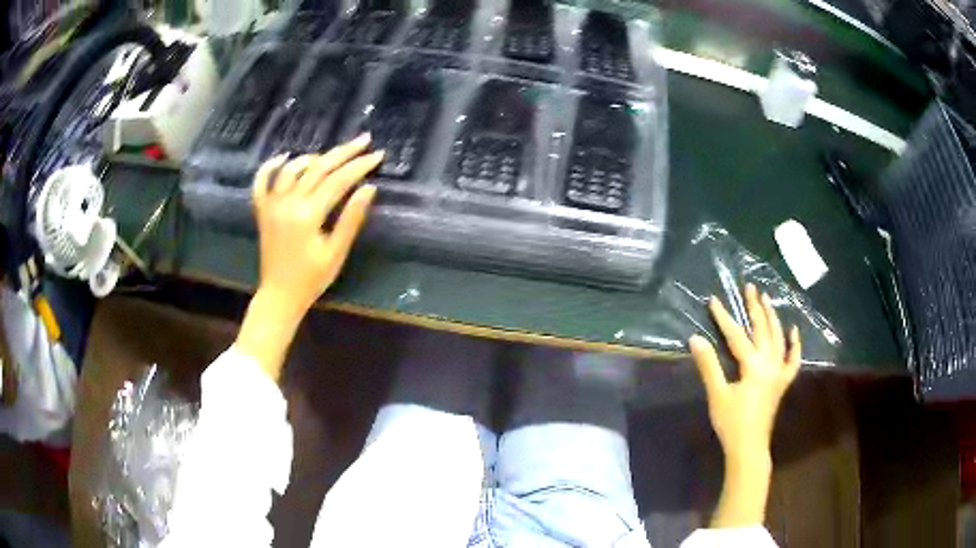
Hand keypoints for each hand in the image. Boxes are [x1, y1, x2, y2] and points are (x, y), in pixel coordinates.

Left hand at [253, 134, 382, 314]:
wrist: (279, 296)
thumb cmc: (311, 279)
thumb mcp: (336, 253)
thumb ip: (351, 219)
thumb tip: (369, 188)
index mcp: (308, 214)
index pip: (338, 180)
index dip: (360, 166)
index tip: (378, 155)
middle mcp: (287, 202)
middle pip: (318, 168)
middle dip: (343, 152)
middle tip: (364, 140)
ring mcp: (271, 205)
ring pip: (292, 169)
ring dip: (313, 158)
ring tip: (331, 156)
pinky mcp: (262, 211)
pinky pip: (262, 182)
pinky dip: (270, 166)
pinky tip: (284, 157)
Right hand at [689, 283, 800, 527]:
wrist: (749, 448)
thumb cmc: (732, 423)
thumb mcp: (717, 395)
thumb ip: (709, 366)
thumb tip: (696, 339)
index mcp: (754, 367)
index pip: (737, 336)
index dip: (724, 318)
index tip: (713, 300)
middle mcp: (770, 364)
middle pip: (763, 330)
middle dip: (755, 307)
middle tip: (750, 287)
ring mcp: (779, 372)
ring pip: (779, 338)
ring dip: (773, 317)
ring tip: (767, 299)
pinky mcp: (783, 382)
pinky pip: (793, 359)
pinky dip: (794, 344)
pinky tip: (793, 330)